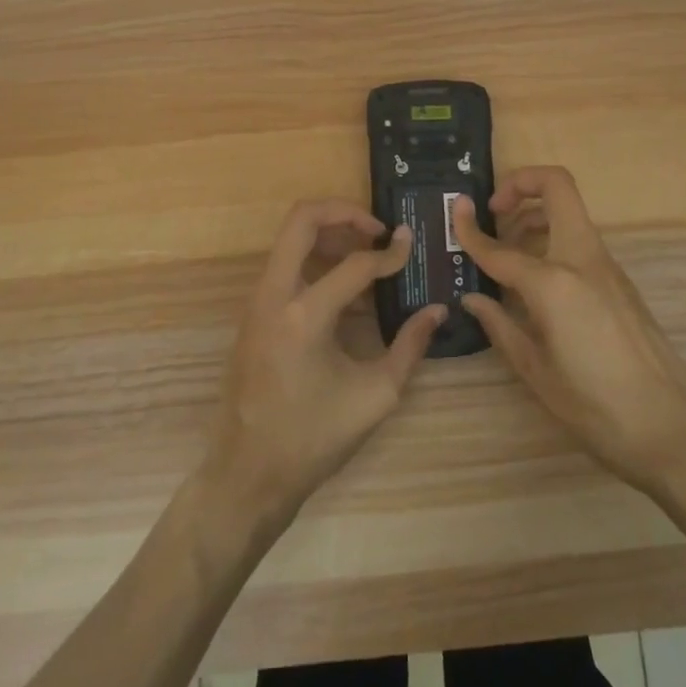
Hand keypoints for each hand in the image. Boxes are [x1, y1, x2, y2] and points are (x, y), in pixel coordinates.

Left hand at [202, 199, 446, 532]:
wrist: (248, 475)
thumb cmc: (313, 439)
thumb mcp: (375, 397)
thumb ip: (410, 347)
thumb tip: (437, 310)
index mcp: (303, 316)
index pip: (355, 264)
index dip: (389, 254)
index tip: (411, 245)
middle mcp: (273, 294)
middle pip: (302, 218)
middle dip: (343, 211)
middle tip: (378, 229)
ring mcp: (258, 300)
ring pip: (290, 236)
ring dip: (328, 230)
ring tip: (366, 248)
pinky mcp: (254, 311)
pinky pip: (285, 263)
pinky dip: (315, 255)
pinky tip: (345, 282)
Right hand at [456, 169, 685, 495]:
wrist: (671, 429)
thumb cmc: (595, 406)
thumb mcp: (535, 371)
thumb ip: (500, 325)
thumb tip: (473, 298)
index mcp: (554, 283)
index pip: (500, 247)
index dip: (470, 229)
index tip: (454, 211)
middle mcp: (582, 259)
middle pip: (557, 186)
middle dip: (521, 184)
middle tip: (495, 211)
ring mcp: (607, 267)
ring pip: (570, 212)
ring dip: (536, 214)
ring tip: (508, 249)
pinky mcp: (620, 282)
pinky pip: (580, 242)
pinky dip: (552, 241)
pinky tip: (536, 283)